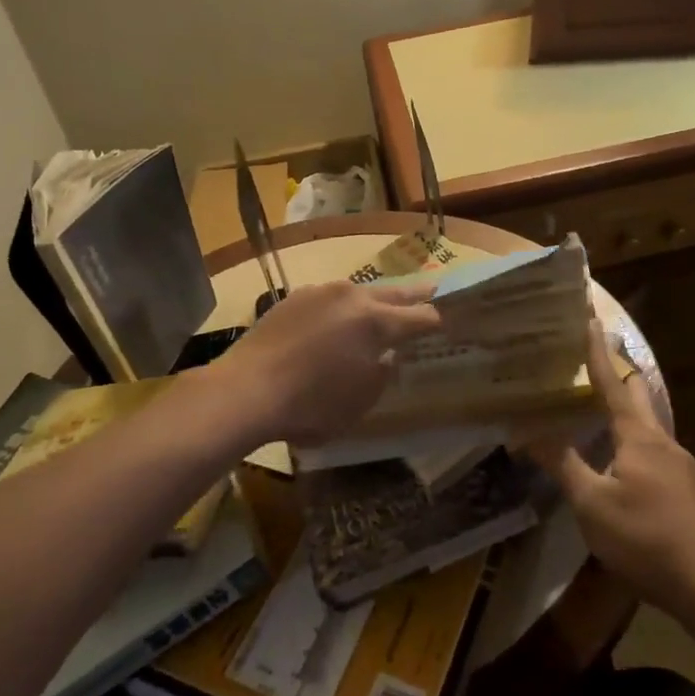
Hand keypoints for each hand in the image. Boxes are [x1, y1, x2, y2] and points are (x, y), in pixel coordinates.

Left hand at [208, 281, 441, 444]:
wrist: (245, 391)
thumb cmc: (311, 406)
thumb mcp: (361, 401)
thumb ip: (383, 373)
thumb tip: (387, 355)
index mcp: (376, 322)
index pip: (421, 317)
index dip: (438, 321)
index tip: (449, 323)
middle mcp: (352, 297)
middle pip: (394, 293)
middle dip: (415, 296)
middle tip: (433, 289)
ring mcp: (320, 293)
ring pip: (359, 292)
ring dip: (375, 300)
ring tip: (382, 308)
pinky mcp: (294, 298)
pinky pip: (329, 299)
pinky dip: (341, 308)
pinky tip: (335, 322)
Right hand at [530, 322, 694, 616]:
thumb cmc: (647, 539)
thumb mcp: (593, 504)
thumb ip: (561, 464)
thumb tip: (525, 432)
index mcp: (639, 436)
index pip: (613, 382)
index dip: (597, 350)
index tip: (590, 316)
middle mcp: (663, 441)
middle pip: (638, 395)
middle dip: (616, 372)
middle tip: (590, 357)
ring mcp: (681, 466)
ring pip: (647, 424)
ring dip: (624, 409)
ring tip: (596, 407)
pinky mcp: (687, 491)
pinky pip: (654, 450)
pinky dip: (631, 439)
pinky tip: (619, 461)